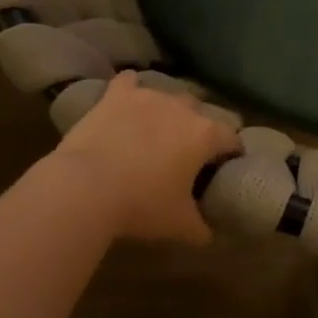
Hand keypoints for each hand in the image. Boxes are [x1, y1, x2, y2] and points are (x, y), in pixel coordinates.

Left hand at [53, 73, 239, 245]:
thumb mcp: (180, 225)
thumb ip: (202, 228)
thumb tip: (209, 234)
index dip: (231, 154)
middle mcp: (182, 107)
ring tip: (157, 131)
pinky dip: (130, 89)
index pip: (232, 139)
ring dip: (168, 110)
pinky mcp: (116, 95)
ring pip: (168, 95)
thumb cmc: (141, 205)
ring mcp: (148, 96)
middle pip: (202, 112)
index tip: (224, 168)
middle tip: (187, 154)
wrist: (86, 187)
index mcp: (205, 135)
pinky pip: (128, 82)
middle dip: (199, 129)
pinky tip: (127, 97)